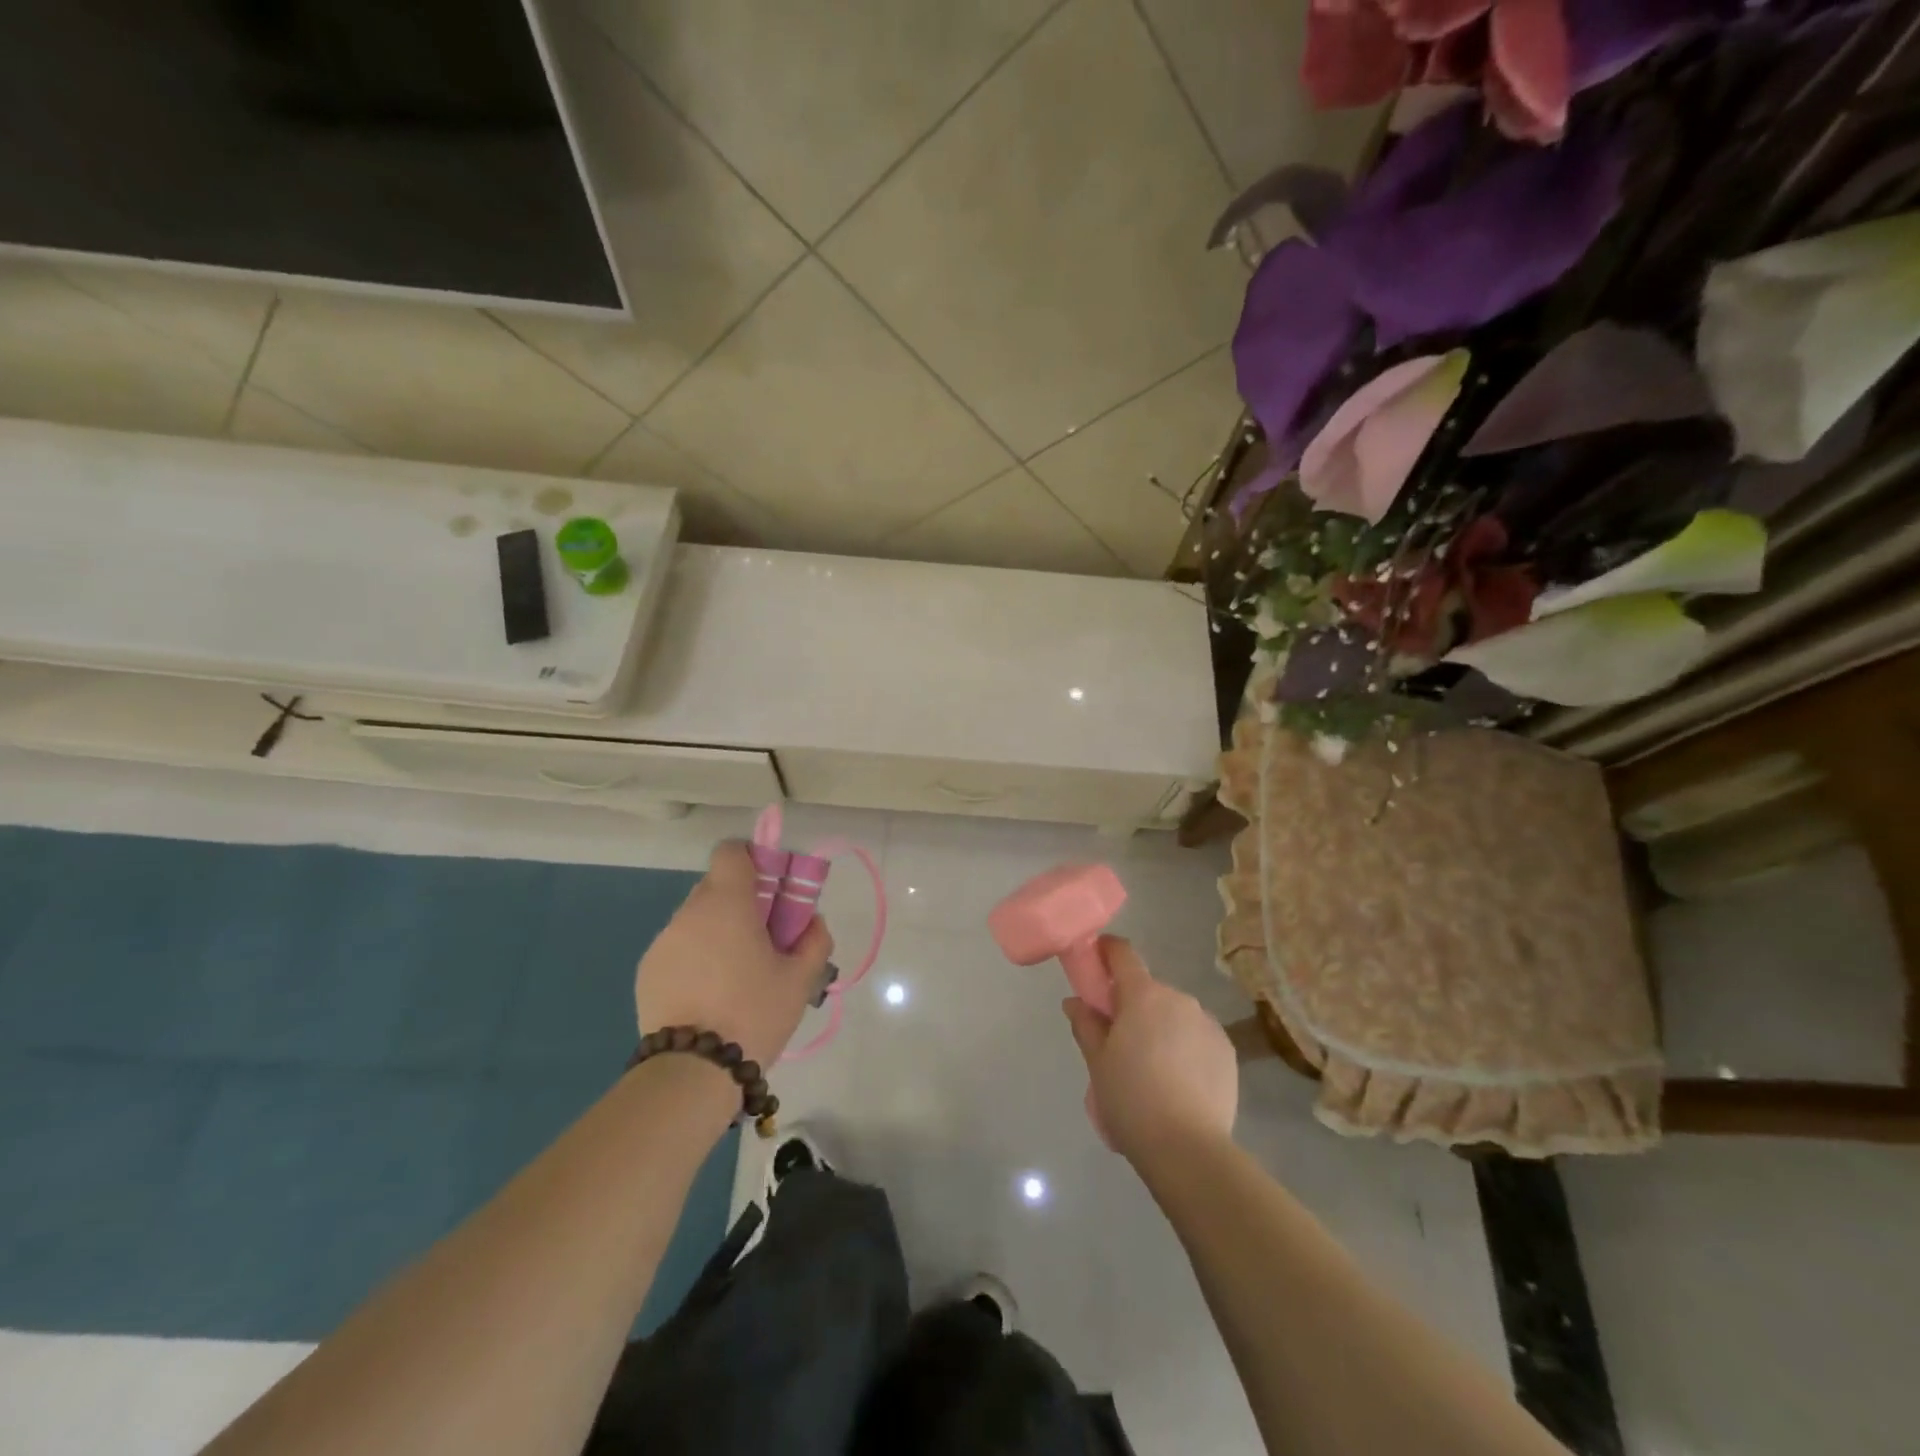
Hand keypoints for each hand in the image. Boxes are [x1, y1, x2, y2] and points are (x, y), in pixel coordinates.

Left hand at [635, 841, 833, 1067]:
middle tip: (763, 939)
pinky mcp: (647, 971)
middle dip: (741, 902)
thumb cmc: (754, 1013)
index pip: (732, 852)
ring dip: (718, 932)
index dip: (754, 861)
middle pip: (716, 886)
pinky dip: (696, 958)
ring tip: (735, 976)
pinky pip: (679, 947)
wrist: (693, 1072)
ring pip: (697, 919)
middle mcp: (689, 912)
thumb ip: (815, 939)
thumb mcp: (801, 979)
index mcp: (727, 903)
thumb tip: (811, 921)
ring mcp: (663, 942)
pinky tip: (709, 995)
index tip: (772, 891)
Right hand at [1063, 936, 1237, 1162]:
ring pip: (1175, 1013)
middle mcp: (1179, 999)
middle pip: (1149, 989)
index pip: (1123, 953)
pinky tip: (1178, 1080)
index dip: (1107, 951)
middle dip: (1132, 1003)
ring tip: (1151, 1067)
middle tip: (1118, 1038)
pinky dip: (1184, 1046)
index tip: (1095, 961)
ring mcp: (1208, 1023)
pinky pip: (1197, 1036)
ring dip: (1161, 1026)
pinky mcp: (1227, 1050)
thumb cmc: (1131, 1098)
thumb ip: (1086, 1024)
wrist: (1188, 1148)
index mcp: (1143, 995)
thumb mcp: (1097, 1061)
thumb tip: (1075, 1001)